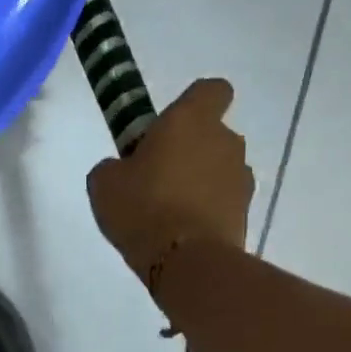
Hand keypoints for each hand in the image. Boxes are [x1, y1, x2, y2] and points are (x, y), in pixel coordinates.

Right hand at [87, 78, 253, 282]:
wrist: (186, 262)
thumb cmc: (142, 207)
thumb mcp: (104, 181)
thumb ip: (116, 165)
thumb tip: (125, 169)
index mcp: (190, 120)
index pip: (211, 89)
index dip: (194, 102)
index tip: (170, 126)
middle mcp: (225, 141)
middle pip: (212, 133)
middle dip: (190, 149)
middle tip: (157, 175)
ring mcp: (241, 177)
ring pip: (219, 168)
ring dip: (200, 180)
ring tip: (169, 210)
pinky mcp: (246, 211)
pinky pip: (223, 200)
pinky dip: (207, 209)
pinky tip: (181, 231)